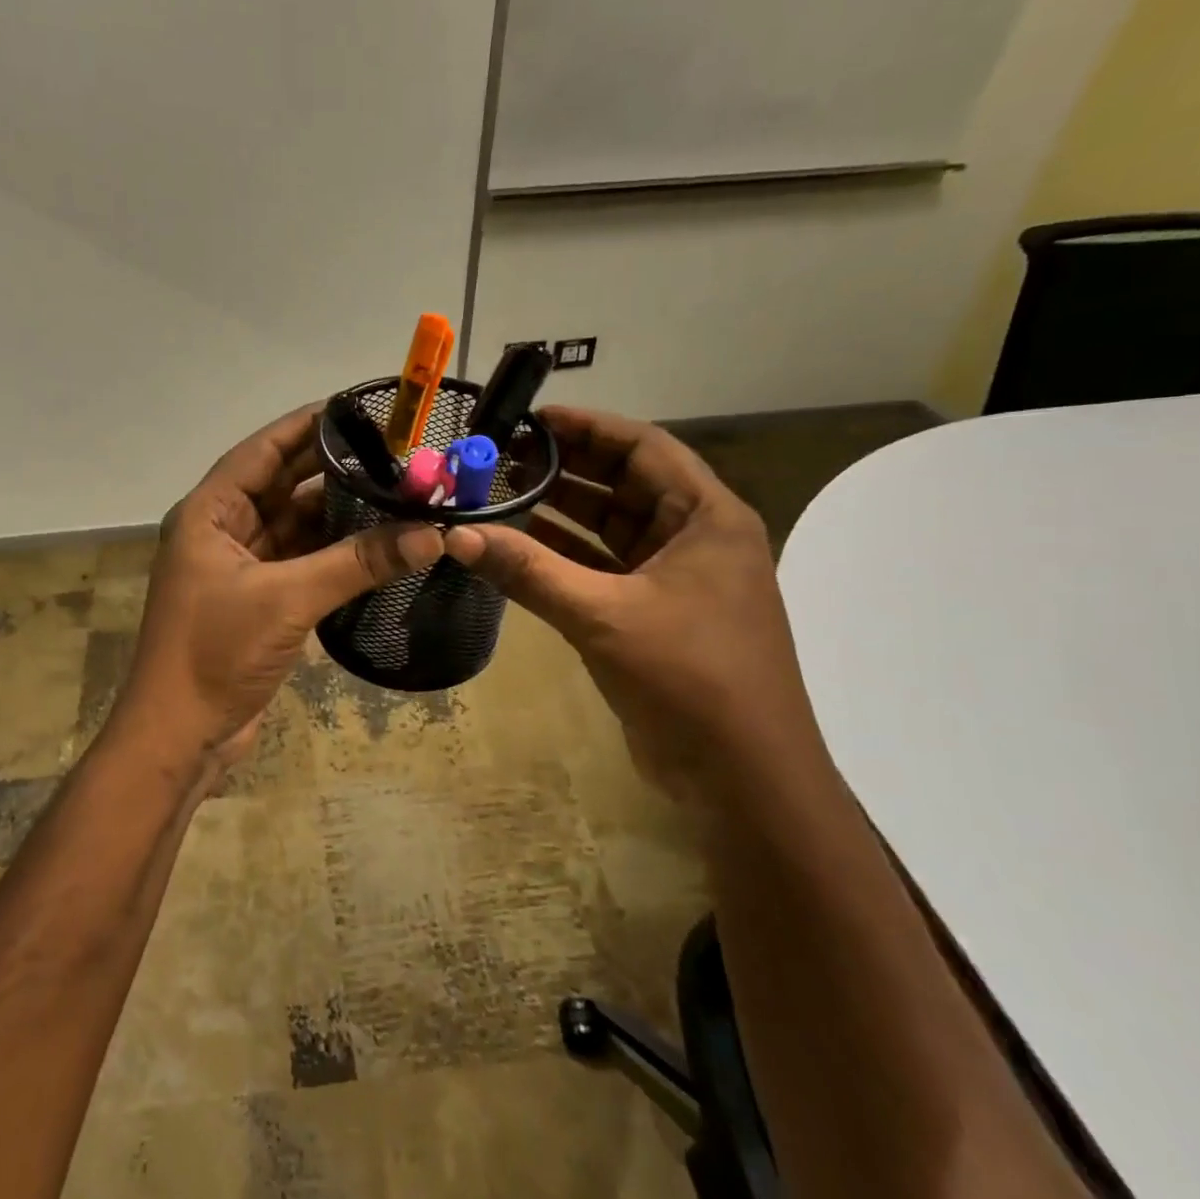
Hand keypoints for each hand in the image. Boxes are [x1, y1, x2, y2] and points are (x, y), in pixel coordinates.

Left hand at [111, 405, 443, 770]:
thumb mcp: (287, 600)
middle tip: (394, 453)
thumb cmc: (216, 654)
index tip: (359, 408)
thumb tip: (433, 535)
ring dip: (339, 514)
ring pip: (296, 526)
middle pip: (282, 486)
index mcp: (209, 513)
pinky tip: (377, 543)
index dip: (308, 426)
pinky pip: (302, 562)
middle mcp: (222, 531)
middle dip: (334, 470)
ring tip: (398, 493)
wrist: (180, 737)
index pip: (263, 451)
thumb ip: (358, 563)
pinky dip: (335, 554)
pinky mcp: (258, 602)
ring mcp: (240, 569)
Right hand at [444, 407, 826, 807]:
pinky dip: (563, 559)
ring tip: (500, 495)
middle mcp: (695, 538)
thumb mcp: (603, 616)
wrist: (742, 778)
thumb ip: (528, 571)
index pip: (645, 448)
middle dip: (565, 470)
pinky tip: (516, 549)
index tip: (532, 420)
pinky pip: (602, 570)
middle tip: (502, 458)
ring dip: (559, 514)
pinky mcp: (652, 615)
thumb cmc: (689, 679)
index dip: (589, 428)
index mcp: (708, 518)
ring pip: (610, 530)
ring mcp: (675, 579)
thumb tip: (457, 535)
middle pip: (624, 485)